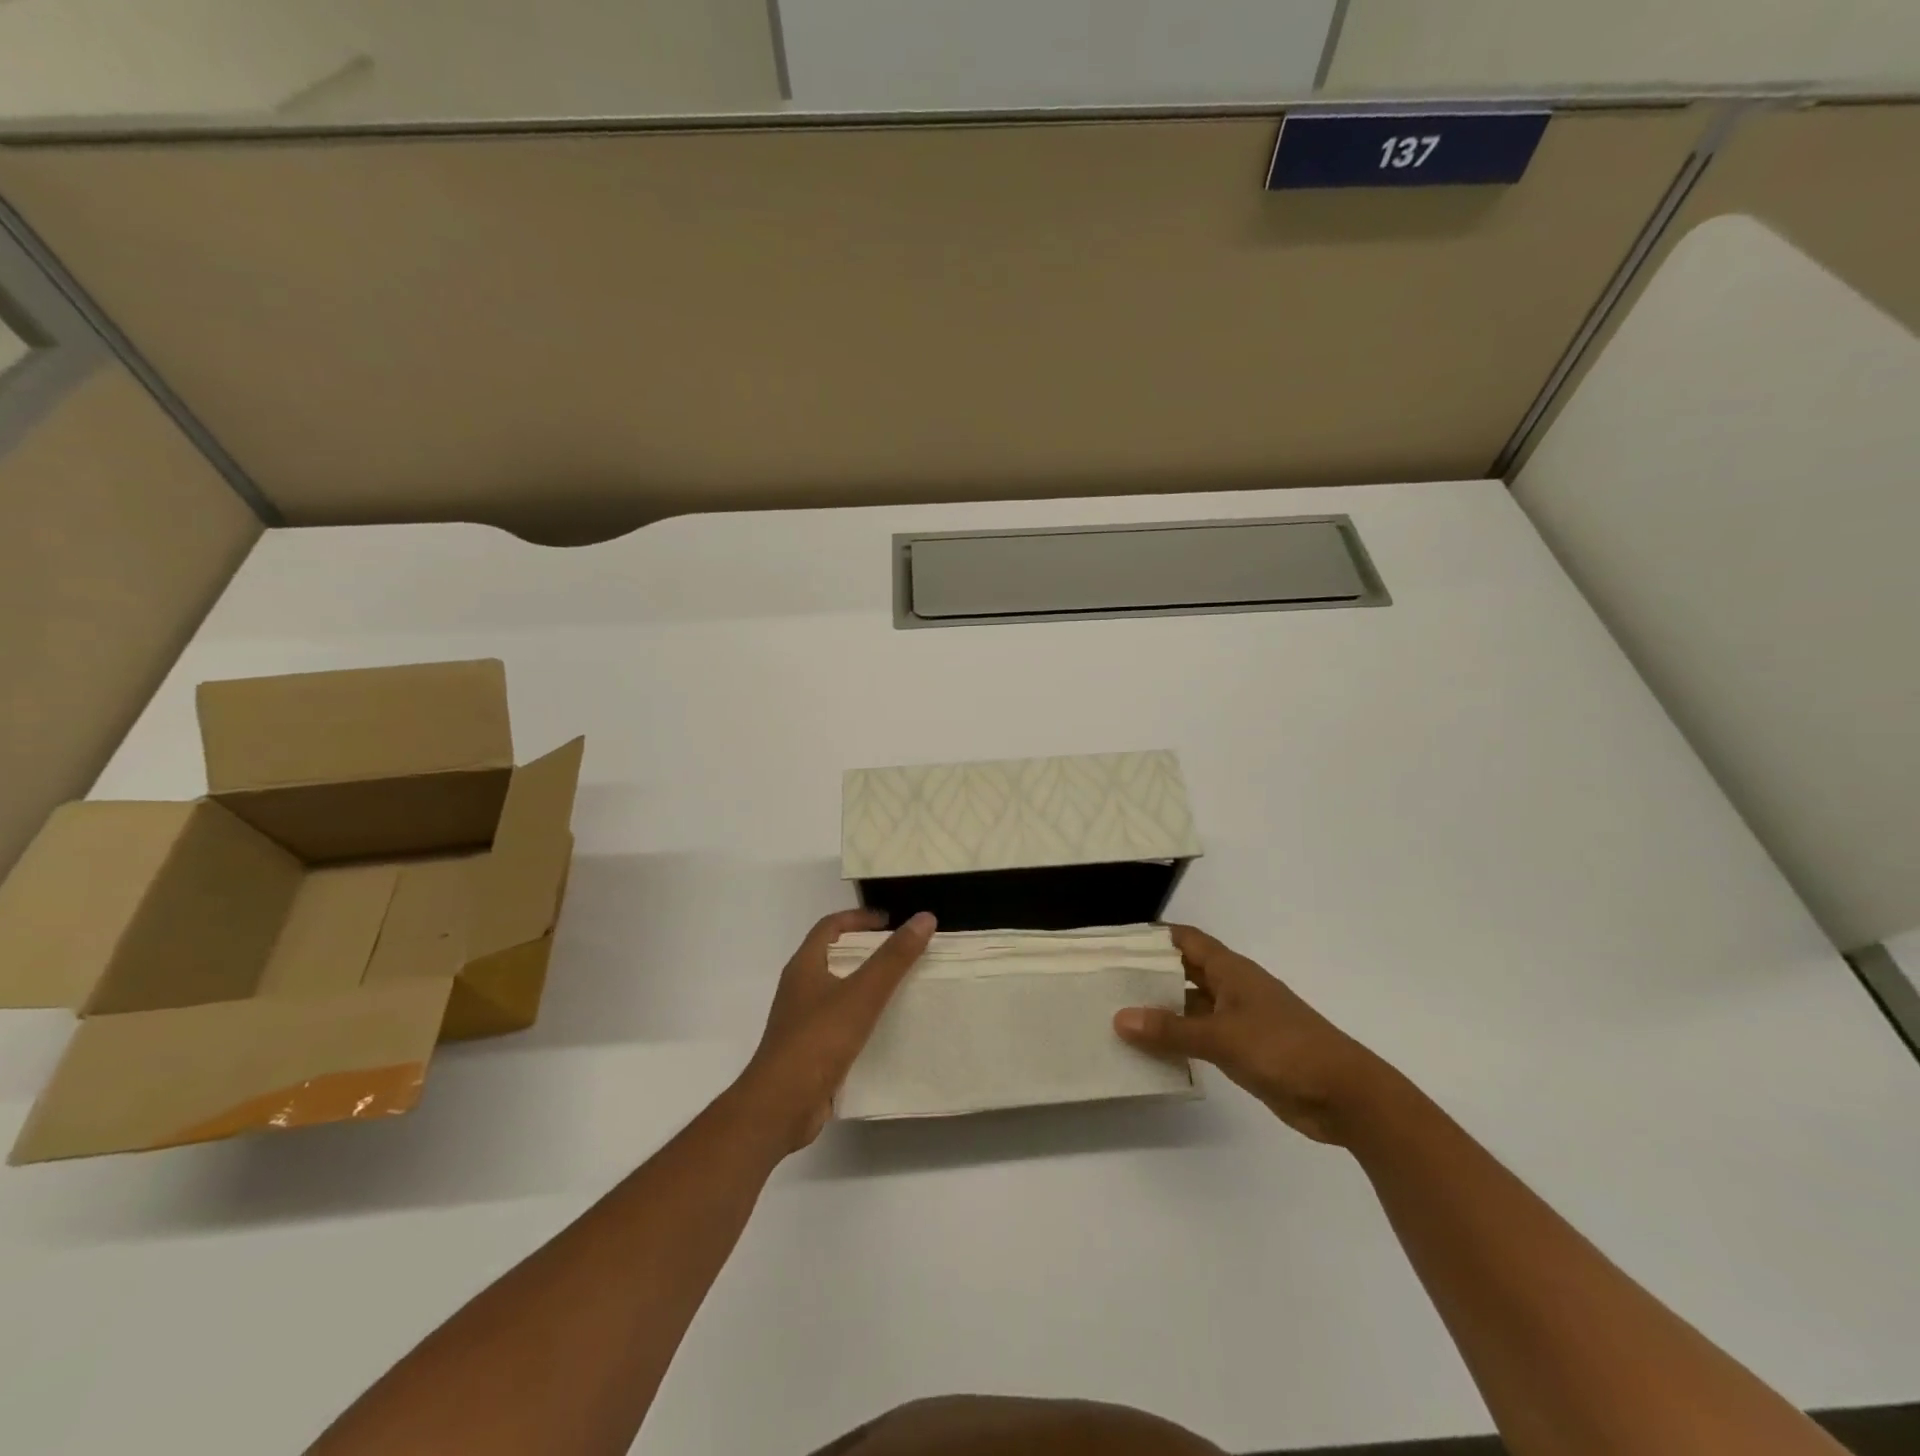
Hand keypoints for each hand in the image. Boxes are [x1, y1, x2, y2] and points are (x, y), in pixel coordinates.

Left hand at [737, 909, 935, 1152]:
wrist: (780, 1106)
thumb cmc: (818, 1040)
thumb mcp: (862, 993)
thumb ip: (894, 957)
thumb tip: (924, 918)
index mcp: (804, 967)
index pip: (830, 926)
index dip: (859, 918)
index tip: (891, 922)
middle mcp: (799, 989)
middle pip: (833, 957)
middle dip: (866, 951)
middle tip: (901, 955)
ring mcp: (801, 1022)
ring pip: (837, 992)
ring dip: (864, 986)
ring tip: (900, 989)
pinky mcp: (808, 1051)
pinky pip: (838, 1024)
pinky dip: (861, 1019)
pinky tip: (884, 1031)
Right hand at [1114, 925, 1391, 1144]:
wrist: (1345, 1096)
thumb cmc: (1284, 1049)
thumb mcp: (1222, 1037)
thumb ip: (1171, 1030)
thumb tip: (1119, 1018)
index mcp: (1231, 970)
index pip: (1185, 940)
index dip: (1154, 937)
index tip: (1116, 942)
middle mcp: (1233, 988)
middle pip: (1185, 971)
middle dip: (1150, 973)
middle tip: (1107, 980)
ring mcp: (1240, 1020)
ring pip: (1191, 1006)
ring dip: (1162, 1010)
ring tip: (1118, 1014)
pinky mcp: (1244, 1050)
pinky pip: (1202, 1036)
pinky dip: (1179, 1039)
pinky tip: (1151, 1050)